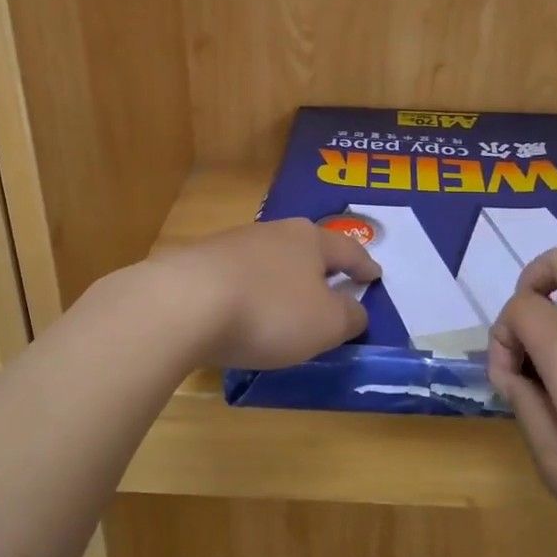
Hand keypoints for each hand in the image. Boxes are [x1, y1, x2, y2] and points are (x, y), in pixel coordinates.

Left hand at [154, 219, 380, 369]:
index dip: (364, 266)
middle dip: (320, 267)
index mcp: (309, 240)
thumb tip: (355, 310)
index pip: (347, 250)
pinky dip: (250, 291)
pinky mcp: (197, 263)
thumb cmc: (269, 312)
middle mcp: (271, 232)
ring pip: (269, 260)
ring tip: (286, 302)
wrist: (182, 305)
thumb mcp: (326, 324)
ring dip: (281, 279)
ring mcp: (230, 244)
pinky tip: (244, 310)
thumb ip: (349, 317)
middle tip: (332, 284)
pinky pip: (237, 277)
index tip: (375, 275)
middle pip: (305, 248)